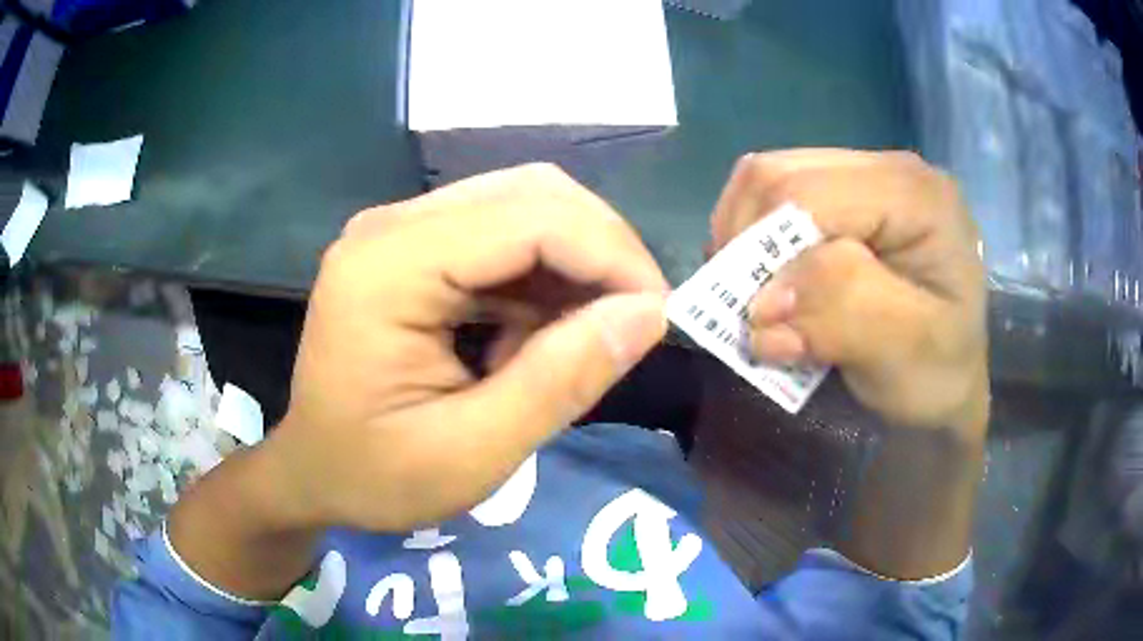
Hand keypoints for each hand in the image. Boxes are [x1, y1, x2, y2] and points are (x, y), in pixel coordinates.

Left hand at [267, 164, 668, 532]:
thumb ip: (562, 380)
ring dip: (570, 269)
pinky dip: (539, 280)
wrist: (313, 472)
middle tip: (629, 325)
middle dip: (599, 252)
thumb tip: (650, 314)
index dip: (611, 255)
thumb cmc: (375, 476)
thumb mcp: (472, 453)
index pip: (530, 217)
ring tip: (566, 346)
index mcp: (389, 267)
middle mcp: (391, 226)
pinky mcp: (410, 247)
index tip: (658, 317)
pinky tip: (529, 338)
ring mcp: (399, 230)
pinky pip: (500, 236)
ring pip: (524, 208)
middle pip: (532, 194)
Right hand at [711, 149, 988, 438]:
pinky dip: (756, 237)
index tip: (755, 319)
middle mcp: (890, 169)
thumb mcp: (906, 353)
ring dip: (746, 238)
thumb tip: (765, 305)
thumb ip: (846, 313)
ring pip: (769, 179)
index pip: (810, 194)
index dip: (765, 250)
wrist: (950, 377)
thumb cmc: (938, 372)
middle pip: (781, 174)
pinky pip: (776, 195)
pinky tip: (772, 276)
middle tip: (747, 305)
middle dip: (747, 242)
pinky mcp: (848, 194)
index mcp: (917, 196)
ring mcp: (867, 176)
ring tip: (756, 292)